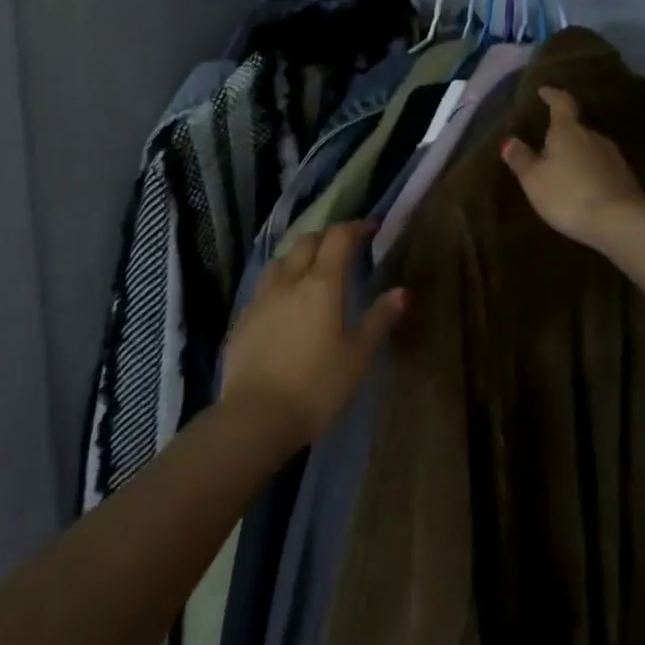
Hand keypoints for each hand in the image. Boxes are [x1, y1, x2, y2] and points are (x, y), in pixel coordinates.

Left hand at [220, 221, 406, 452]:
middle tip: (343, 249)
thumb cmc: (316, 386)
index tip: (370, 229)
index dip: (355, 227)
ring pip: (281, 260)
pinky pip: (264, 287)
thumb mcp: (357, 356)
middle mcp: (288, 280)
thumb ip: (379, 319)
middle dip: (327, 237)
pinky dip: (279, 282)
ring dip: (299, 256)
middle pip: (306, 241)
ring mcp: (260, 298)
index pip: (338, 238)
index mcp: (321, 283)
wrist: (255, 417)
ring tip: (311, 270)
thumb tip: (402, 291)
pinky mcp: (242, 318)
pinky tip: (284, 302)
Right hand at [500, 87, 644, 249]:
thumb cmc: (568, 195)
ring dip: (576, 153)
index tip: (544, 91)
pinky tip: (582, 186)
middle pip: (576, 128)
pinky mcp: (625, 178)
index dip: (552, 95)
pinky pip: (601, 167)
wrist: (619, 222)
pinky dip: (589, 171)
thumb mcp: (534, 179)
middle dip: (562, 133)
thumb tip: (509, 140)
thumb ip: (521, 159)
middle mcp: (593, 137)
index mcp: (568, 131)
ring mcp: (613, 157)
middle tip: (546, 143)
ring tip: (563, 166)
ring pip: (590, 148)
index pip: (561, 104)